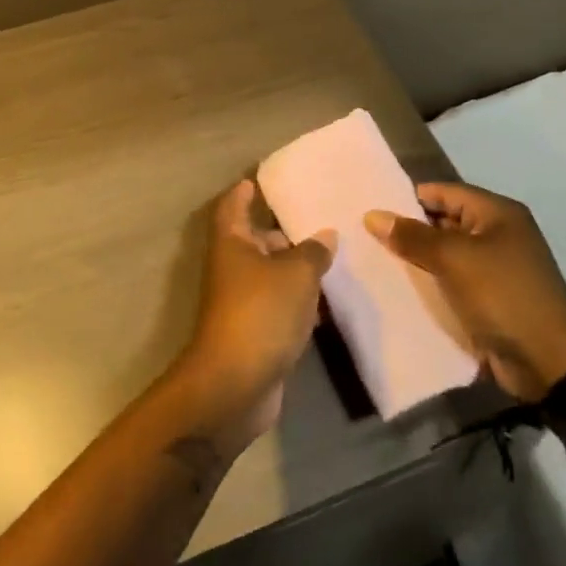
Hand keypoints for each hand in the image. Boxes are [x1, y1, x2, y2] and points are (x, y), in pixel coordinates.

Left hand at [179, 179, 333, 450]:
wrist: (235, 385)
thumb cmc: (260, 313)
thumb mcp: (296, 274)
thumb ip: (313, 251)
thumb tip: (325, 235)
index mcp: (231, 243)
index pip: (234, 205)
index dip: (245, 191)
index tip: (262, 179)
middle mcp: (232, 268)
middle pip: (255, 240)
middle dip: (283, 232)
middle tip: (320, 220)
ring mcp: (242, 302)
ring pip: (271, 275)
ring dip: (296, 268)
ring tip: (334, 256)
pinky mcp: (256, 332)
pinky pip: (280, 305)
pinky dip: (300, 301)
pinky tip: (329, 302)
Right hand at [366, 182, 565, 401]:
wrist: (551, 363)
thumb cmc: (504, 295)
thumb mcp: (454, 259)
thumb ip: (412, 236)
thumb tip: (373, 215)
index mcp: (497, 213)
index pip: (443, 192)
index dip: (408, 198)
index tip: (372, 208)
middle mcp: (497, 234)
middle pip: (443, 222)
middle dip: (408, 229)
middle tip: (364, 235)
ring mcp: (495, 269)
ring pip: (445, 255)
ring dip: (416, 259)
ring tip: (372, 259)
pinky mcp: (489, 299)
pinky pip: (452, 283)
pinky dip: (429, 285)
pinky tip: (397, 289)